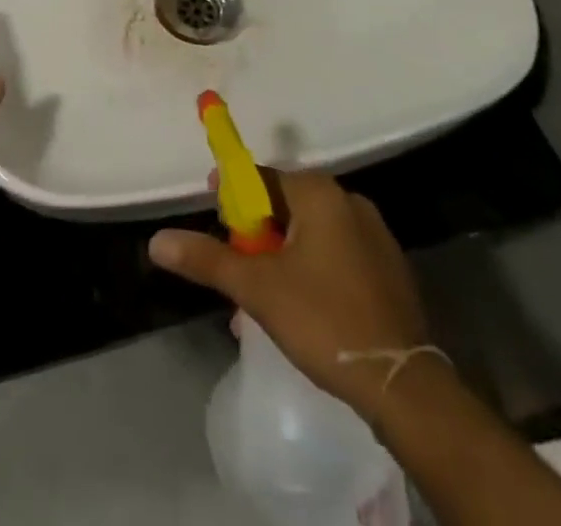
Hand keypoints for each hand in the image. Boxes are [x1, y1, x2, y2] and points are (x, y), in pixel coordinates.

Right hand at [148, 169, 429, 424]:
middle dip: (256, 236)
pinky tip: (300, 307)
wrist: (403, 384)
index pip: (262, 177)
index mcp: (320, 192)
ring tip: (261, 298)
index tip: (214, 217)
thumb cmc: (324, 319)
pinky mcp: (388, 267)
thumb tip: (158, 241)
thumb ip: (207, 260)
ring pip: (311, 233)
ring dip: (282, 257)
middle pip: (286, 205)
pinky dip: (312, 269)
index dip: (233, 195)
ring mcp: (374, 234)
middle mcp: (348, 200)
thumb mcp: (257, 288)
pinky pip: (336, 253)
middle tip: (236, 269)